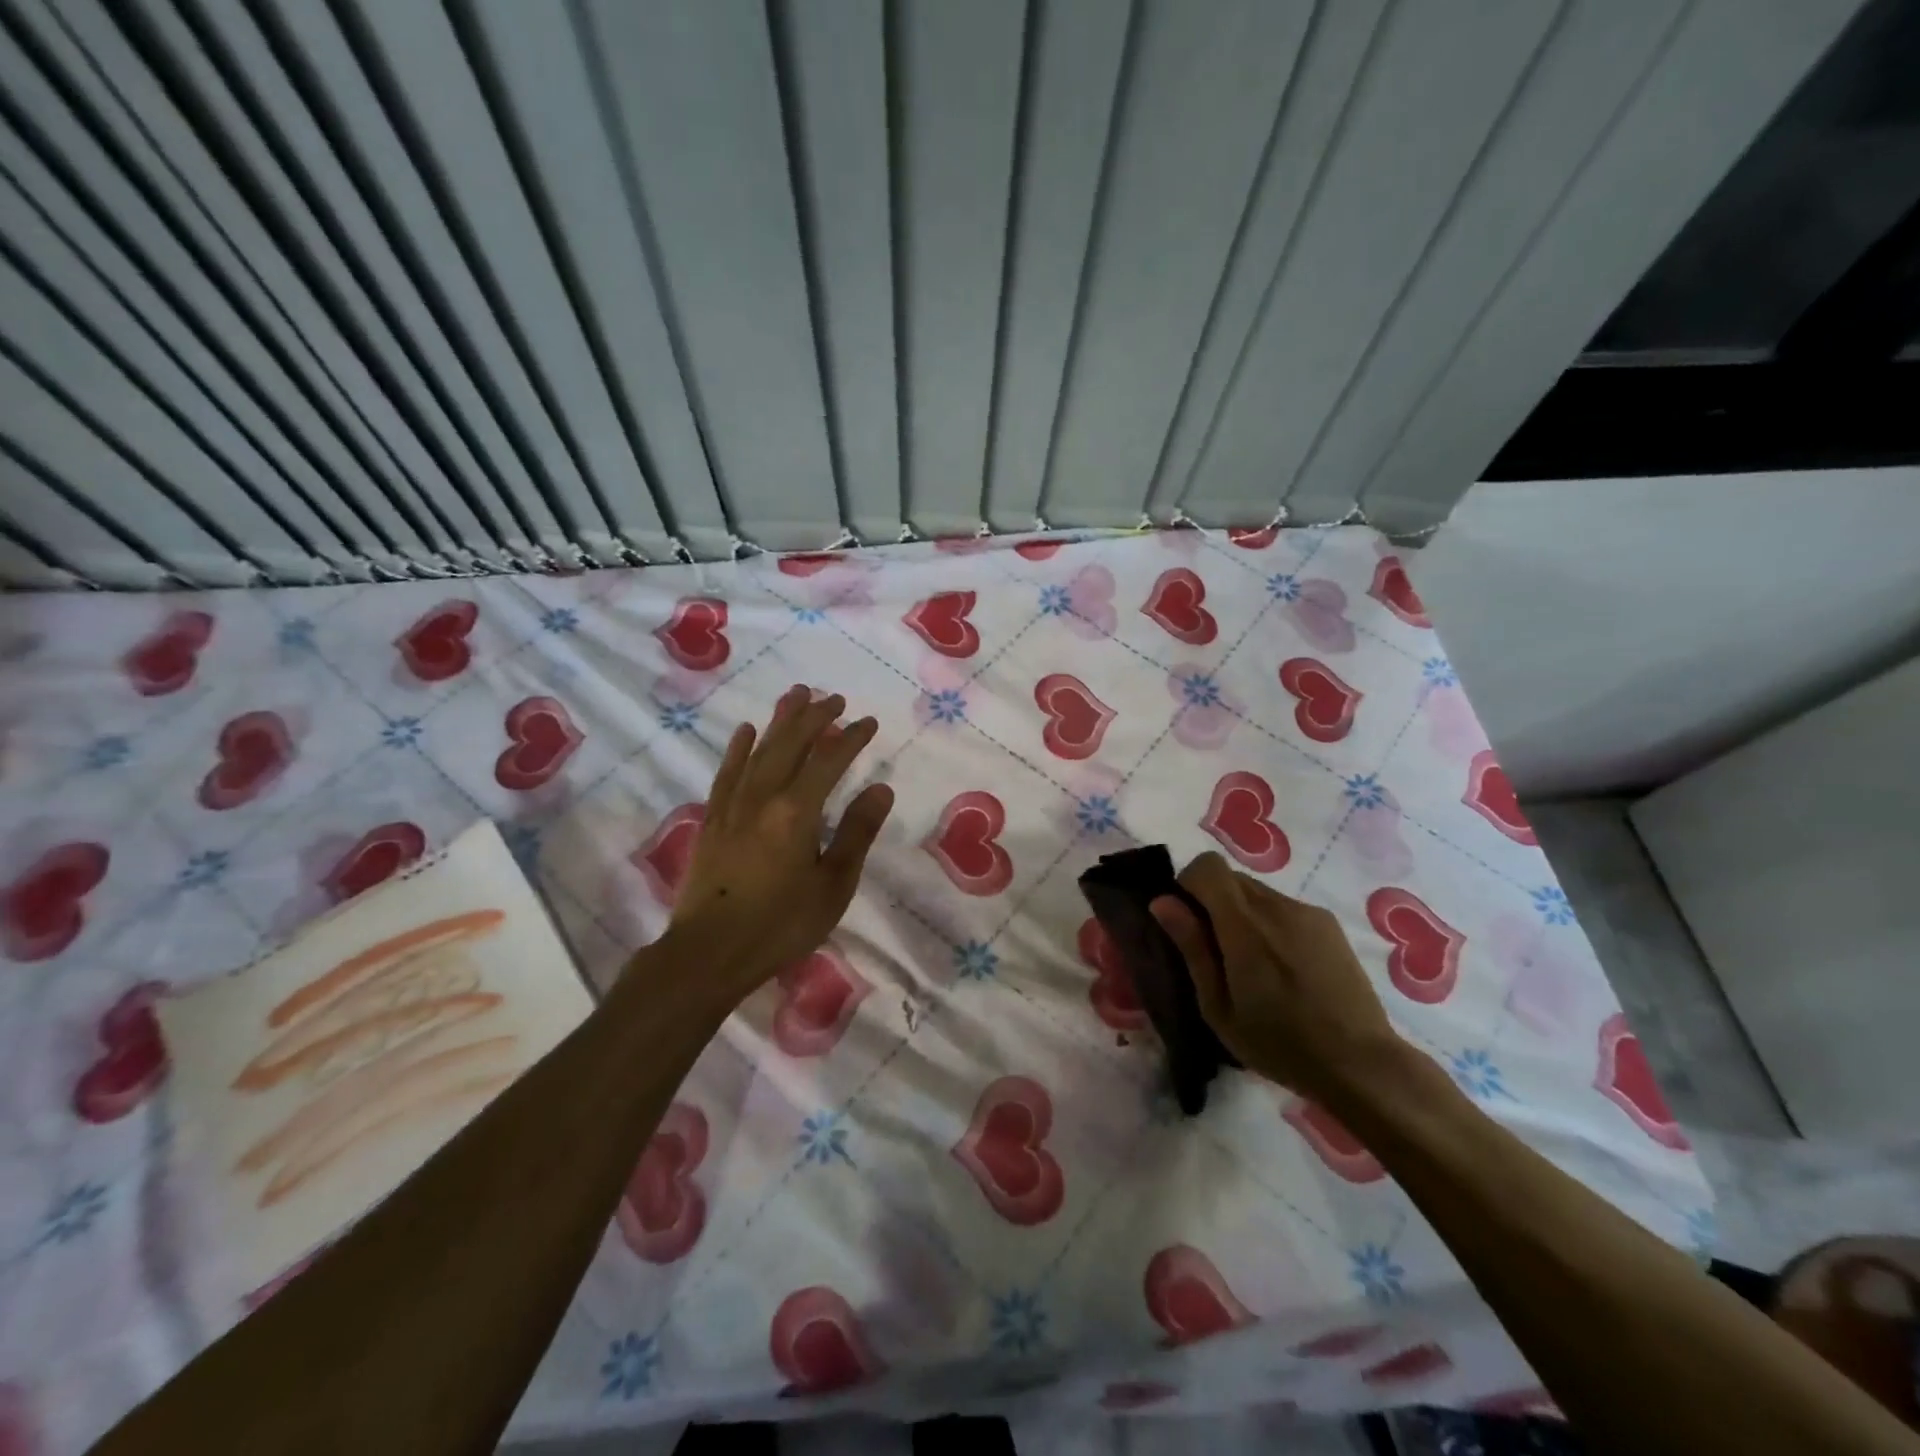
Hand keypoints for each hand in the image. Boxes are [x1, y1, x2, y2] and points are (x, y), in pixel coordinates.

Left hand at [669, 685, 894, 991]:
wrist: (708, 953)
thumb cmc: (780, 925)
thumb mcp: (833, 885)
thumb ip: (856, 833)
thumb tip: (880, 789)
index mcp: (797, 812)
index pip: (829, 761)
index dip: (851, 738)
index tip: (868, 722)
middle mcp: (763, 797)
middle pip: (791, 745)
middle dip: (815, 718)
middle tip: (834, 698)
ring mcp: (733, 806)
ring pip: (759, 750)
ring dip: (780, 721)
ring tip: (795, 695)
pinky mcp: (712, 820)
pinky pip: (727, 772)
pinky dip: (739, 748)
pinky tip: (746, 731)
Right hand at [1150, 852, 1402, 1101]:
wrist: (1361, 1064)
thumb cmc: (1279, 1044)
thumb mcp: (1218, 1007)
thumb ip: (1191, 948)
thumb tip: (1162, 901)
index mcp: (1245, 925)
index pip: (1207, 867)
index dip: (1189, 884)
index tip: (1186, 921)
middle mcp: (1277, 906)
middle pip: (1231, 878)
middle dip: (1212, 902)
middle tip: (1215, 951)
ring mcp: (1307, 913)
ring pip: (1257, 892)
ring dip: (1242, 915)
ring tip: (1253, 966)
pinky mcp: (1328, 925)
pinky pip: (1284, 908)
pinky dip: (1270, 925)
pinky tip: (1284, 970)